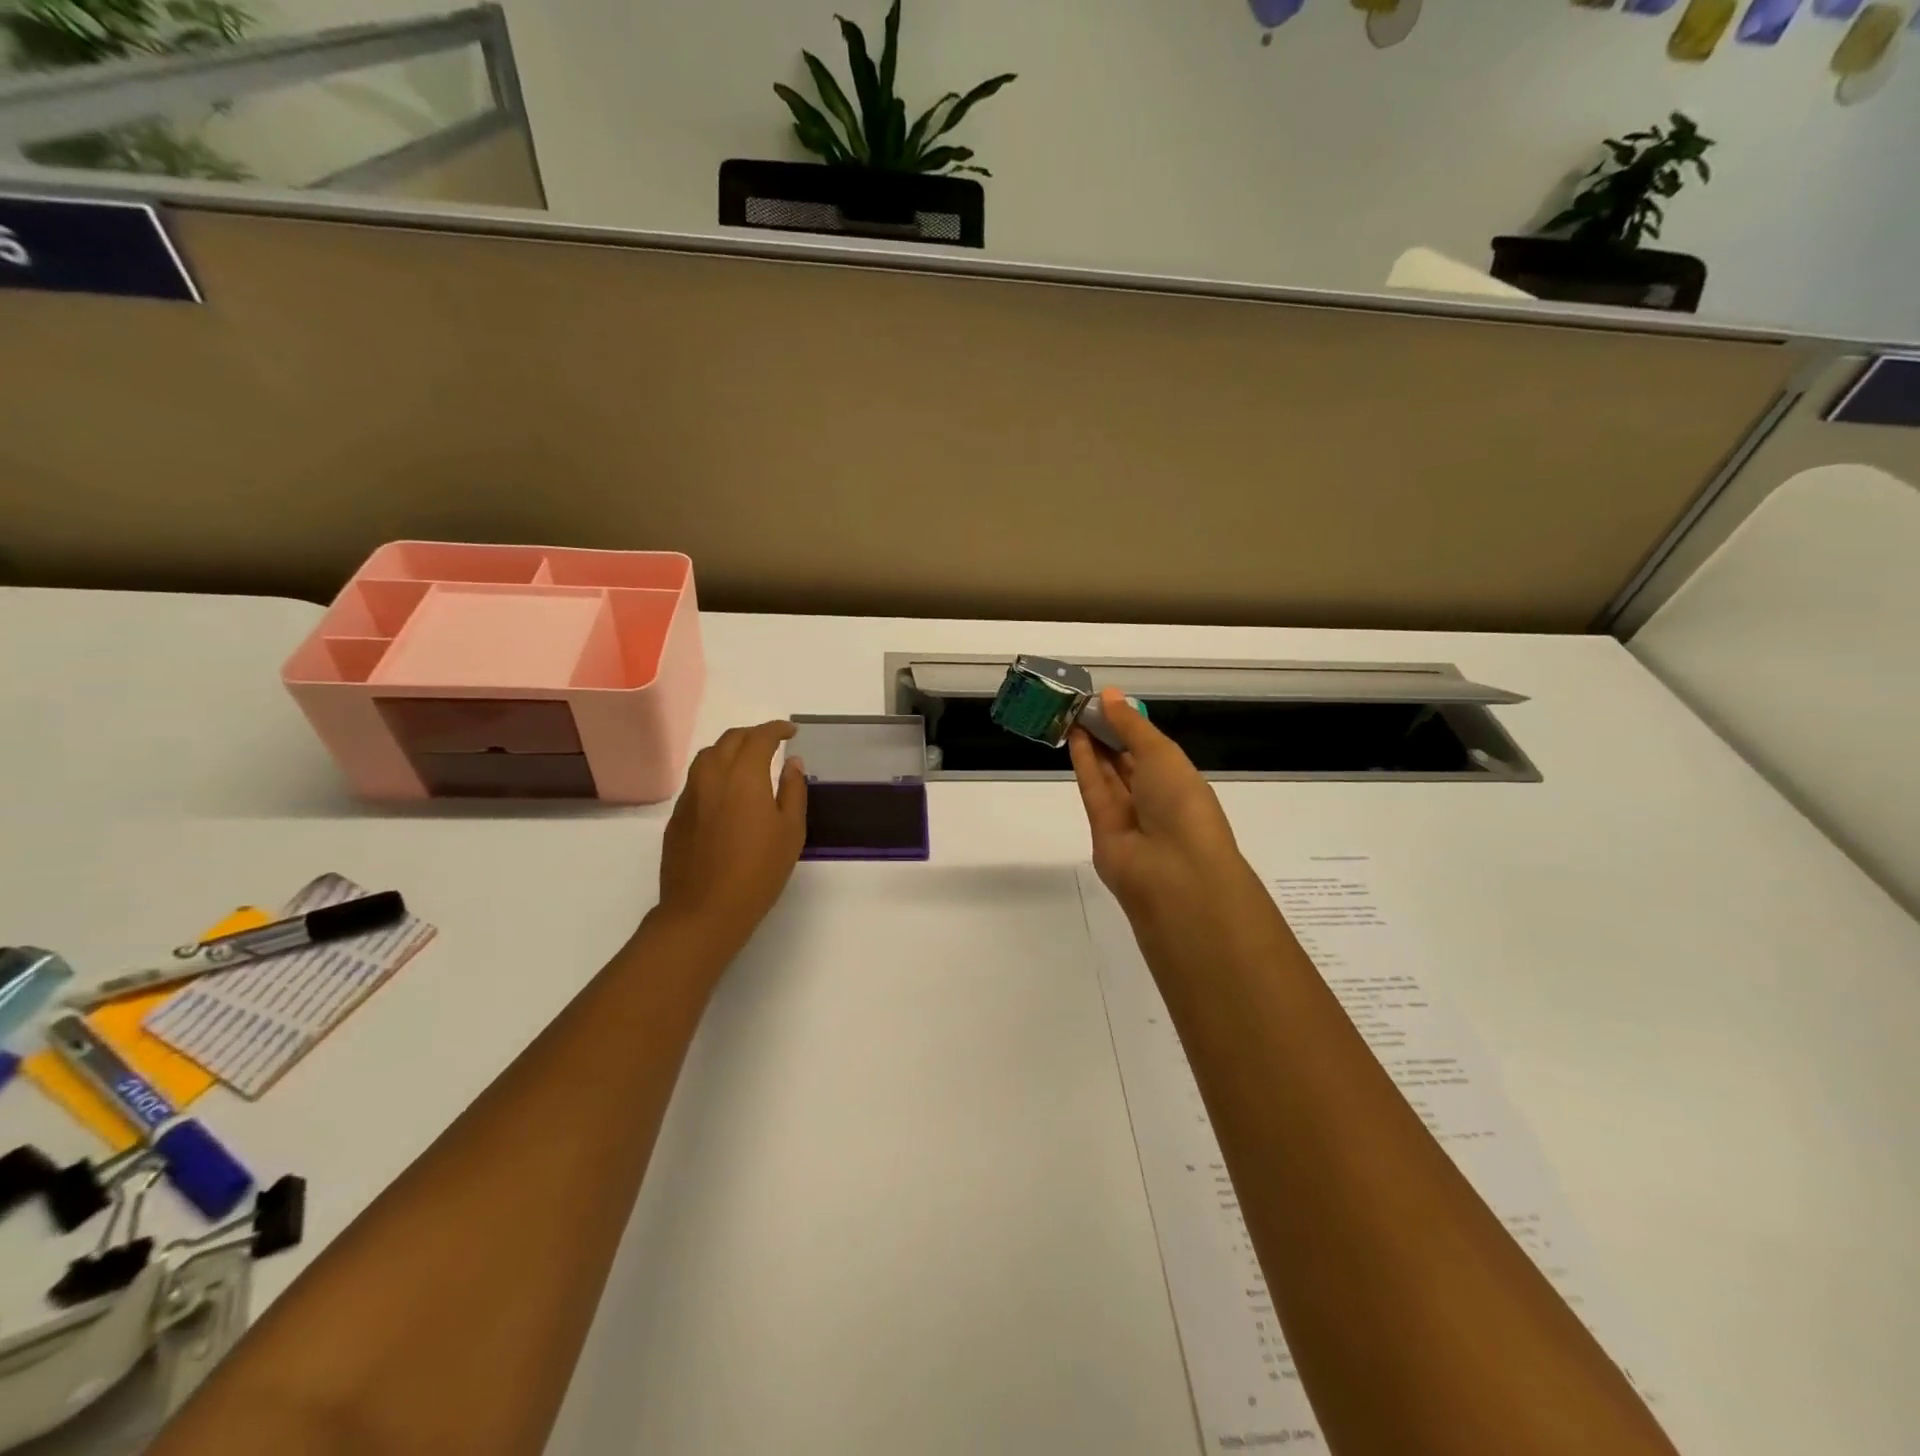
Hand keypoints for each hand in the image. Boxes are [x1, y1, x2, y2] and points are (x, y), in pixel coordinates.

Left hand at [652, 720, 806, 957]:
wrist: (704, 910)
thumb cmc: (758, 871)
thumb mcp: (790, 831)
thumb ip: (793, 790)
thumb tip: (792, 762)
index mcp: (744, 776)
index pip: (759, 737)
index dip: (776, 729)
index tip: (790, 731)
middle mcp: (712, 776)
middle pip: (730, 740)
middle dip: (753, 734)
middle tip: (772, 742)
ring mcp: (690, 795)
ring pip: (708, 756)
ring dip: (730, 749)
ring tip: (748, 761)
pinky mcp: (677, 816)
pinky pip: (697, 779)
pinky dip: (715, 772)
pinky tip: (727, 792)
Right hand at [1068, 690, 1268, 944]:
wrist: (1174, 871)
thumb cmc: (1180, 803)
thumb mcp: (1161, 753)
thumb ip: (1130, 725)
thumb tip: (1108, 694)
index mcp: (1179, 780)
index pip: (1150, 748)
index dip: (1127, 725)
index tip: (1104, 701)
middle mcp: (1155, 798)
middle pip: (1125, 760)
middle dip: (1106, 733)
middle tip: (1081, 704)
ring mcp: (1128, 815)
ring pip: (1107, 773)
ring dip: (1092, 744)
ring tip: (1071, 713)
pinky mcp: (1101, 829)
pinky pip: (1093, 789)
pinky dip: (1084, 763)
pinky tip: (1073, 737)